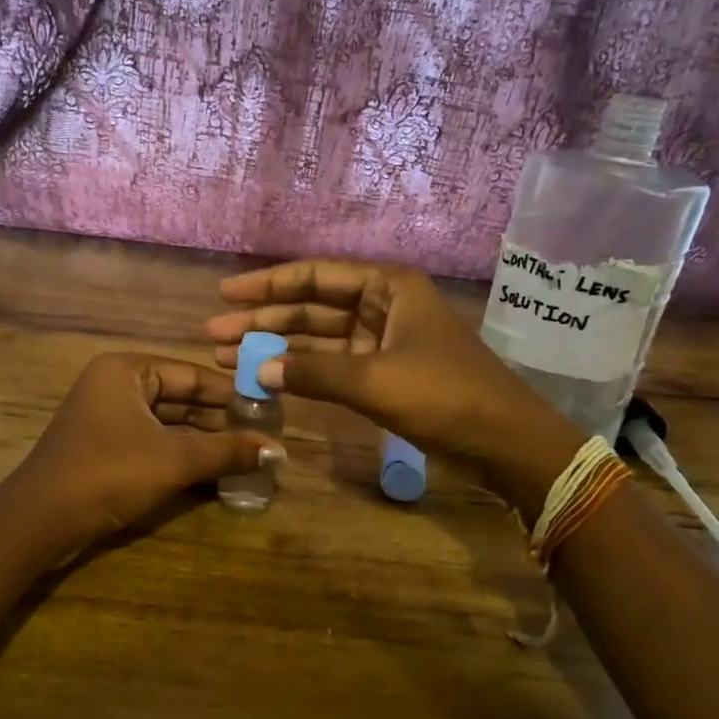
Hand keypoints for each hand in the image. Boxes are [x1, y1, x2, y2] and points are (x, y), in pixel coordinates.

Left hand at [7, 352, 283, 552]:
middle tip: (264, 438)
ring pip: (169, 423)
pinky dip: (182, 455)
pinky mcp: (105, 447)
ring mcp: (108, 417)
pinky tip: (216, 471)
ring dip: (205, 442)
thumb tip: (279, 451)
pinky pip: (154, 442)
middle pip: (181, 398)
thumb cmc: (109, 473)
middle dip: (221, 422)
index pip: (193, 375)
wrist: (41, 521)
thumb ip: (227, 451)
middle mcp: (116, 385)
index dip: (233, 394)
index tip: (270, 412)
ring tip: (249, 456)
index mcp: (127, 370)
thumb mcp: (174, 460)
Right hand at [205, 259, 571, 468]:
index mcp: (388, 288)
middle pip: (312, 307)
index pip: (317, 277)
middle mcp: (383, 306)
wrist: (503, 441)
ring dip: (277, 348)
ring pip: (319, 338)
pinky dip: (303, 372)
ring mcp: (383, 341)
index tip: (226, 294)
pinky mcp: (384, 374)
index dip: (268, 285)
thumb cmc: (444, 395)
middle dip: (264, 320)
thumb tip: (256, 369)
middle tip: (215, 333)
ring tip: (227, 356)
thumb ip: (313, 373)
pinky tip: (270, 378)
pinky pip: (332, 365)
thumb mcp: (374, 380)